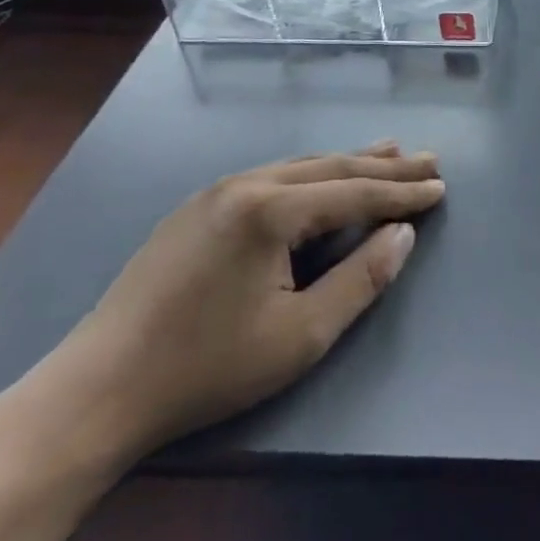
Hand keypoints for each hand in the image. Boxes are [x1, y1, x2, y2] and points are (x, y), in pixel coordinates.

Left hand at [18, 142, 443, 472]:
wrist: (97, 389)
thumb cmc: (208, 368)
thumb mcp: (301, 335)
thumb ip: (361, 279)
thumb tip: (403, 235)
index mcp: (271, 210)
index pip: (355, 192)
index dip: (403, 192)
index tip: (441, 186)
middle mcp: (246, 184)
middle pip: (332, 167)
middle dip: (384, 165)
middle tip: (429, 159)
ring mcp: (216, 192)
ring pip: (300, 166)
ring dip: (349, 162)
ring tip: (389, 151)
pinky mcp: (196, 209)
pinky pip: (272, 177)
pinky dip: (312, 175)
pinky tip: (322, 178)